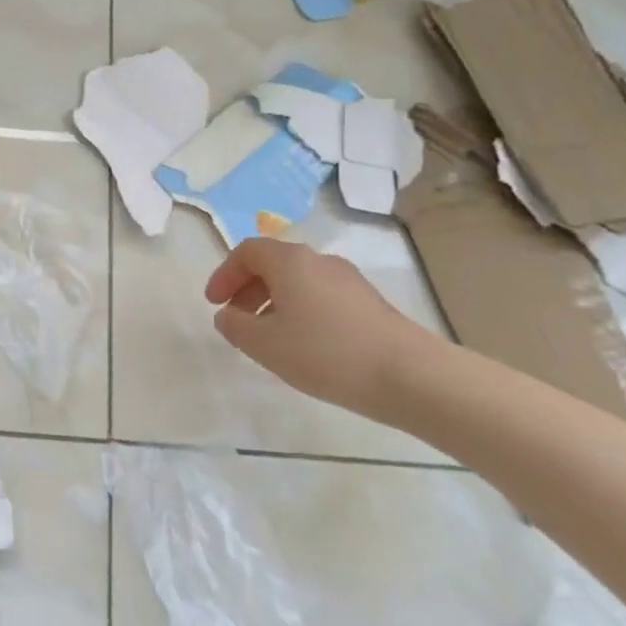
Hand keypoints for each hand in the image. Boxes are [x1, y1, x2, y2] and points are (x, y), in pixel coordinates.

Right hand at [205, 237, 431, 420]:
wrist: (410, 375)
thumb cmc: (326, 353)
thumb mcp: (265, 344)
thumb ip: (236, 326)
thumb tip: (228, 315)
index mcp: (290, 261)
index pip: (247, 251)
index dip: (225, 274)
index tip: (215, 303)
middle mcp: (319, 260)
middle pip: (273, 263)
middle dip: (247, 288)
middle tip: (237, 318)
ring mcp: (348, 280)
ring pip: (299, 281)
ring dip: (274, 301)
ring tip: (269, 337)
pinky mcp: (369, 302)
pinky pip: (321, 296)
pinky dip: (300, 311)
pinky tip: (305, 345)